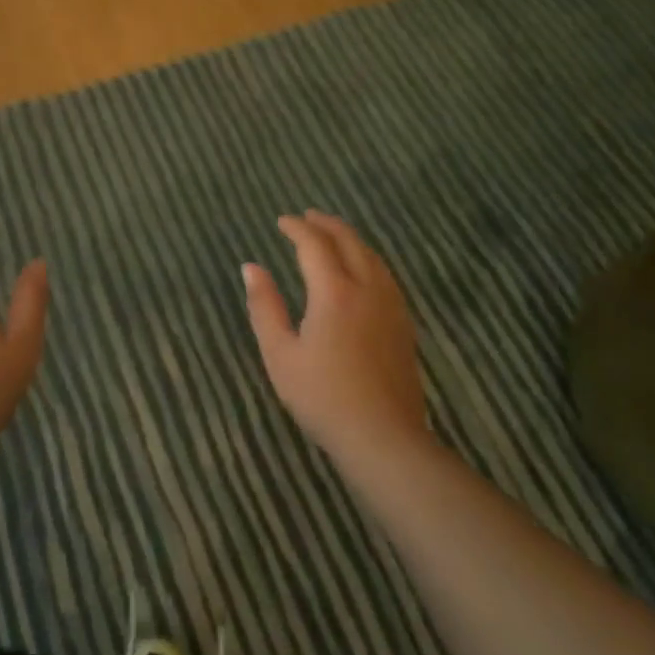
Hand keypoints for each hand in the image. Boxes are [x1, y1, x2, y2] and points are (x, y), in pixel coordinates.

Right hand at [243, 211, 431, 462]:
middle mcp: (367, 289)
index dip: (297, 228)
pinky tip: (362, 271)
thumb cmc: (322, 396)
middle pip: (349, 242)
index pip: (315, 245)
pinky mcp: (403, 324)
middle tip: (307, 217)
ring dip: (350, 239)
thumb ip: (264, 306)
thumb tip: (251, 267)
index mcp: (334, 292)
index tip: (281, 221)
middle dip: (326, 224)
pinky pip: (385, 275)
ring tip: (332, 235)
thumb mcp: (279, 354)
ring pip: (373, 257)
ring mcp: (391, 306)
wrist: (383, 437)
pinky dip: (368, 259)